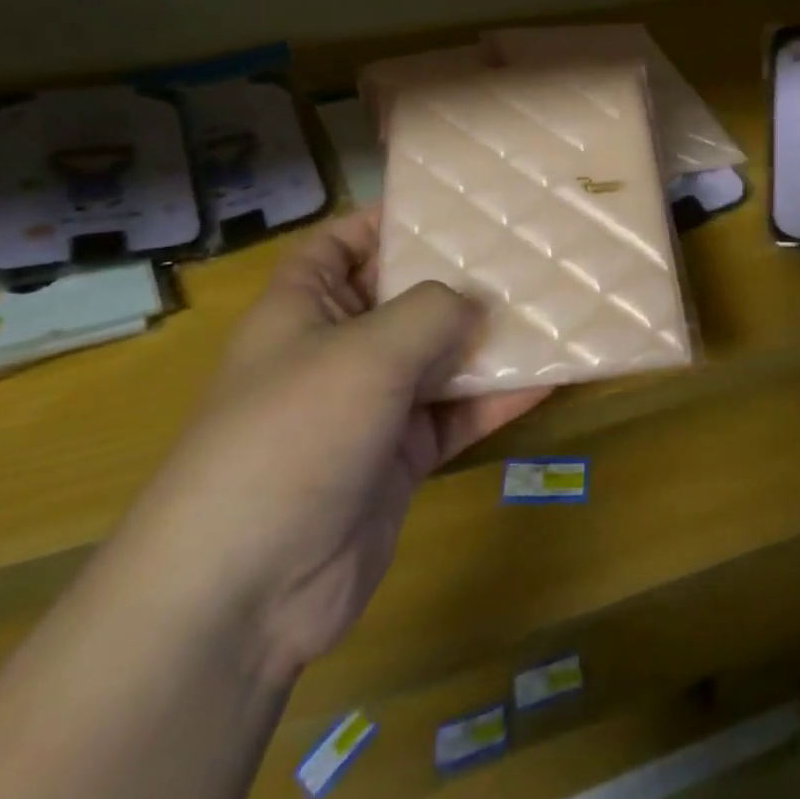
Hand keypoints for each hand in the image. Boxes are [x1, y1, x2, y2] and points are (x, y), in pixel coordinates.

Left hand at [112, 209, 547, 685]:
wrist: (246, 593)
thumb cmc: (293, 436)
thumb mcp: (366, 352)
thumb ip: (432, 311)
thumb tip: (476, 304)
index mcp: (304, 309)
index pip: (341, 244)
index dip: (387, 219)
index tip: (453, 205)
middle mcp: (337, 350)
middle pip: (405, 297)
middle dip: (460, 276)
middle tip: (526, 248)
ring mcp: (371, 406)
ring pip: (440, 356)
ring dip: (490, 338)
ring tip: (553, 304)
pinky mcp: (400, 457)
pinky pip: (456, 413)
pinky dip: (498, 397)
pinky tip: (552, 374)